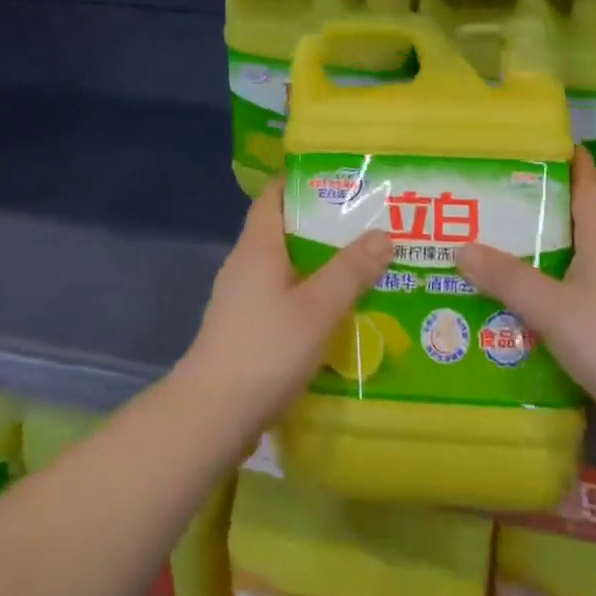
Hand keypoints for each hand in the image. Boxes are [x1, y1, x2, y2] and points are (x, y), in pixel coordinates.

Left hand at [179, 181, 391, 427]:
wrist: (212, 417)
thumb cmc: (265, 349)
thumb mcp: (318, 308)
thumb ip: (351, 270)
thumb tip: (383, 234)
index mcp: (258, 245)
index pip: (275, 194)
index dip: (303, 180)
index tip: (341, 178)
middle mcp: (245, 263)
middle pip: (284, 228)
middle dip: (322, 224)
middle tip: (366, 223)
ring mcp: (241, 298)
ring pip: (285, 266)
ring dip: (318, 263)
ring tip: (360, 265)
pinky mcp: (244, 329)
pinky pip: (281, 296)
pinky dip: (307, 294)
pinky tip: (335, 312)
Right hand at [455, 147, 595, 426]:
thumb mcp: (553, 309)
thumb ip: (508, 278)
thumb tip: (461, 246)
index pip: (587, 184)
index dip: (569, 160)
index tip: (539, 142)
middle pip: (576, 217)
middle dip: (539, 205)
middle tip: (493, 197)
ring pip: (576, 255)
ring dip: (543, 248)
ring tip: (497, 245)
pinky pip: (579, 288)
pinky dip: (552, 285)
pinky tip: (525, 300)